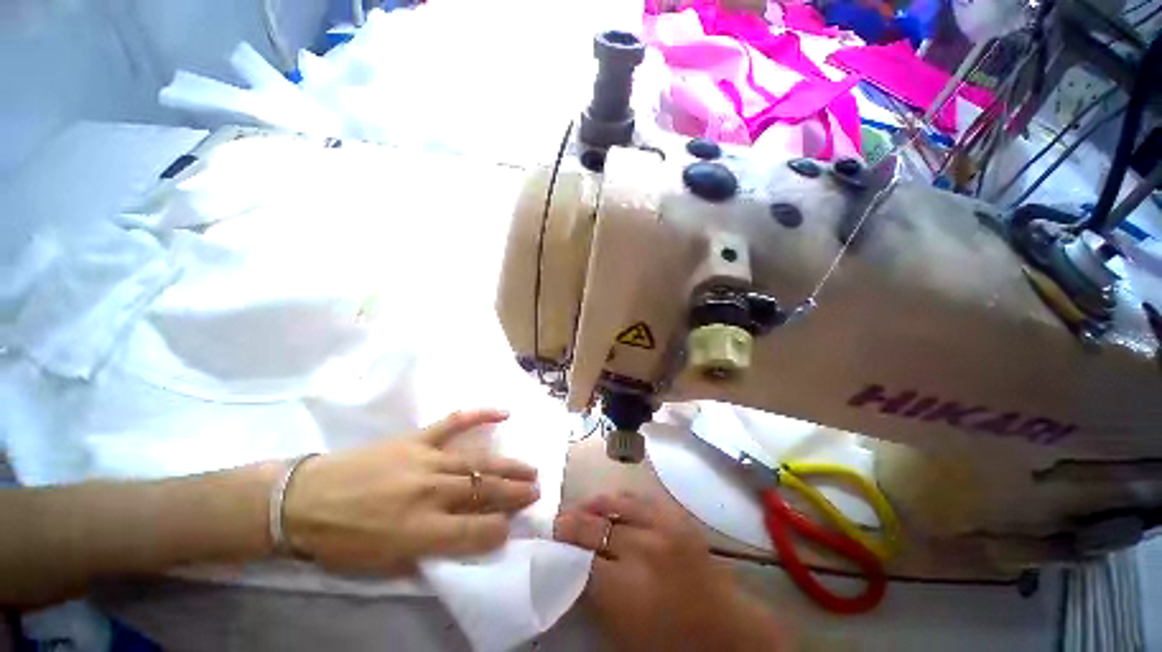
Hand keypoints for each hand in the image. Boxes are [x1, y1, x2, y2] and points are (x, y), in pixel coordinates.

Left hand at [284, 409, 538, 574]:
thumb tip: (463, 540)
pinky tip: (504, 413)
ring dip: (508, 467)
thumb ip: (427, 553)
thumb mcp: (383, 564)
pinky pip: (454, 423)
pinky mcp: (417, 439)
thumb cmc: (341, 540)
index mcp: (420, 531)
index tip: (511, 528)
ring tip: (531, 469)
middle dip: (515, 494)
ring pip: (478, 463)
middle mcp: (431, 493)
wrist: (303, 500)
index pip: (476, 532)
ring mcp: (426, 460)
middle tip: (536, 492)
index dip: (499, 531)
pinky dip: (480, 416)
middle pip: (484, 493)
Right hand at [554, 492, 788, 651]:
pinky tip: (612, 503)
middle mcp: (643, 548)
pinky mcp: (676, 516)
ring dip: (595, 504)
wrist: (727, 632)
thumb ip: (593, 592)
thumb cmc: (671, 643)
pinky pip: (640, 498)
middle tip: (559, 520)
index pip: (580, 556)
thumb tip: (571, 561)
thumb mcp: (622, 629)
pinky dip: (620, 499)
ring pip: (616, 502)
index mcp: (627, 588)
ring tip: (582, 507)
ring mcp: (663, 526)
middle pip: (595, 525)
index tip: (550, 540)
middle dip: (572, 521)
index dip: (562, 546)